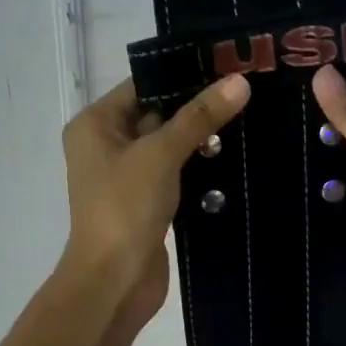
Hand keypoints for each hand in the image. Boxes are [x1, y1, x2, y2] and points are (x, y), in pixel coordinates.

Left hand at [60, 74, 251, 329]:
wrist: (113, 282)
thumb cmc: (124, 208)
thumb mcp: (161, 155)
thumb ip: (199, 117)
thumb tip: (239, 81)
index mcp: (95, 124)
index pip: (141, 85)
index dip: (181, 74)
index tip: (227, 64)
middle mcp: (106, 144)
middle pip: (157, 113)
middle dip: (197, 107)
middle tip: (247, 90)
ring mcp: (126, 175)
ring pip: (168, 145)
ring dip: (201, 139)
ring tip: (250, 117)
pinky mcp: (146, 201)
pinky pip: (175, 172)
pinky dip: (198, 166)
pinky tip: (235, 157)